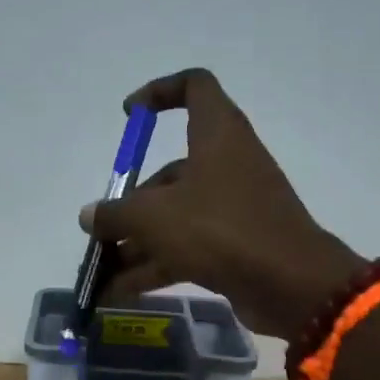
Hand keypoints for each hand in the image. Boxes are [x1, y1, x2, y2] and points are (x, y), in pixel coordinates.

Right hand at [79, 69, 365, 340]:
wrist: (290, 285)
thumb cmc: (220, 229)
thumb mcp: (154, 217)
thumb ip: (115, 213)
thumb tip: (89, 216)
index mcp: (216, 135)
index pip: (194, 87)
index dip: (160, 92)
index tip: (129, 115)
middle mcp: (226, 165)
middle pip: (170, 172)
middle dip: (129, 205)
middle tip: (100, 235)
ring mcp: (232, 208)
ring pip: (174, 217)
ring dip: (136, 245)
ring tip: (100, 274)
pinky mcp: (234, 245)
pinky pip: (185, 248)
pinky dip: (154, 267)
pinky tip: (119, 293)